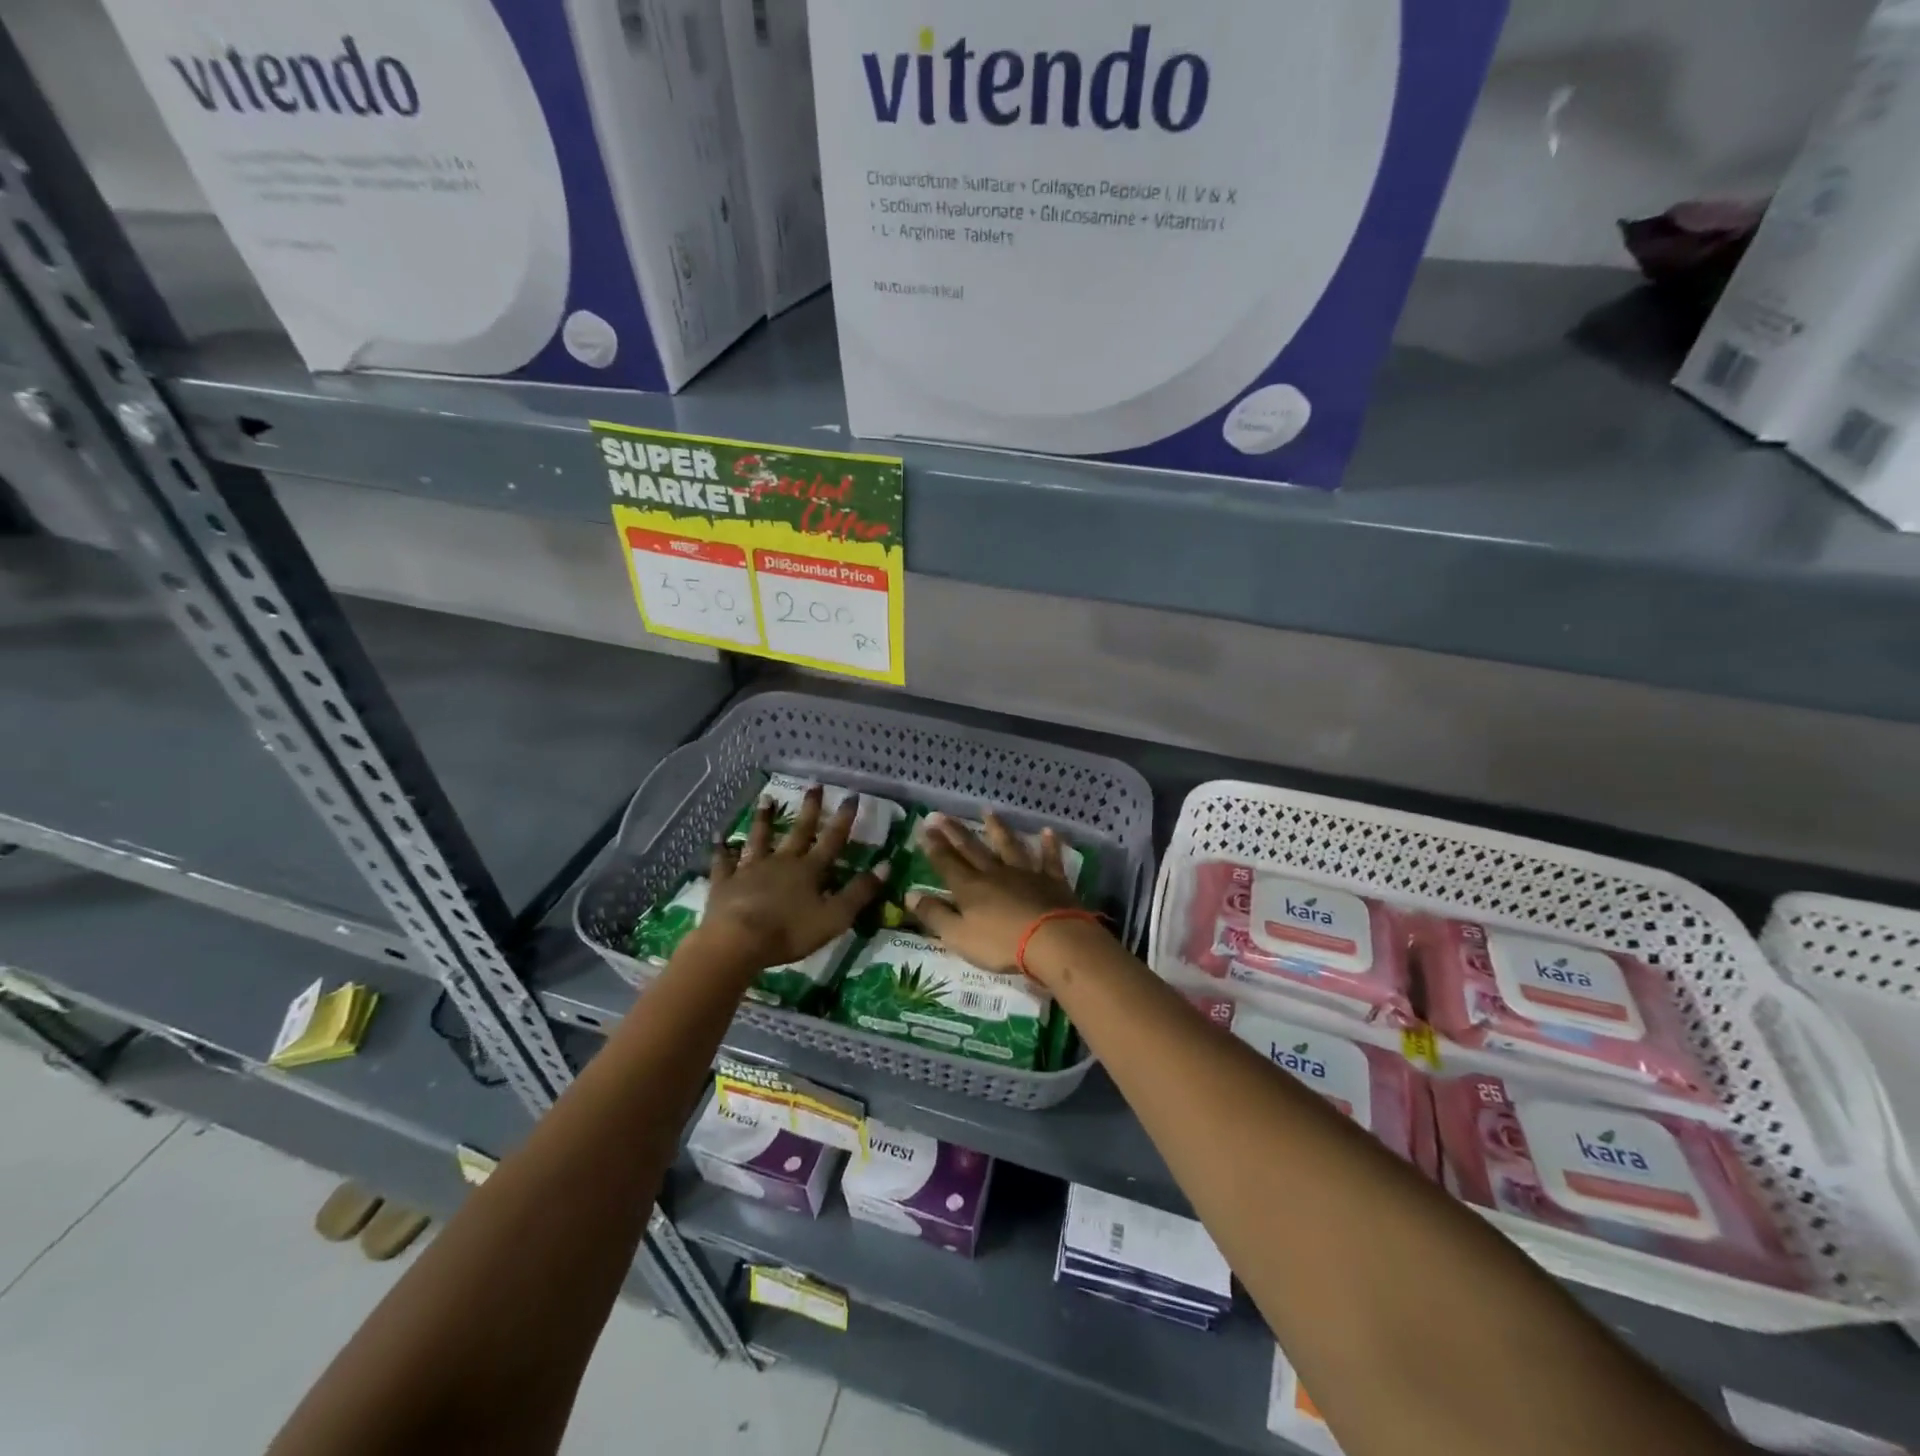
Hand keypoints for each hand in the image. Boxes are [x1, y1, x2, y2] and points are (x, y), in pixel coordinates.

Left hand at [695, 786, 886, 970]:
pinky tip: (718, 837)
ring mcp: (751, 869)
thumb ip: (860, 892)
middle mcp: (782, 862)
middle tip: (814, 784)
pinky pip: (723, 862)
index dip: (844, 818)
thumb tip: (887, 865)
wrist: (738, 942)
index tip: (852, 795)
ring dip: (763, 818)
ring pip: (759, 838)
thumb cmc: (790, 932)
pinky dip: (721, 849)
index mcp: (809, 870)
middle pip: (798, 831)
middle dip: (809, 808)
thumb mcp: (835, 917)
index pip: (832, 840)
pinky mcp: (725, 882)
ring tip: (765, 798)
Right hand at [907, 814, 1106, 980]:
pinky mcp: (1052, 881)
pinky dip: (1049, 845)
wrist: (1052, 940)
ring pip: (1008, 846)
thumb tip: (910, 894)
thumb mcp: (958, 935)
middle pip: (972, 849)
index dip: (933, 846)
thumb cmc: (1001, 943)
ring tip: (988, 811)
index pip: (946, 863)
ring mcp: (1026, 874)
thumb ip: (934, 914)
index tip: (923, 828)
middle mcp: (995, 873)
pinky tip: (1048, 831)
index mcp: (970, 888)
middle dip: (955, 832)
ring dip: (998, 828)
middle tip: (941, 814)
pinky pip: (1049, 859)